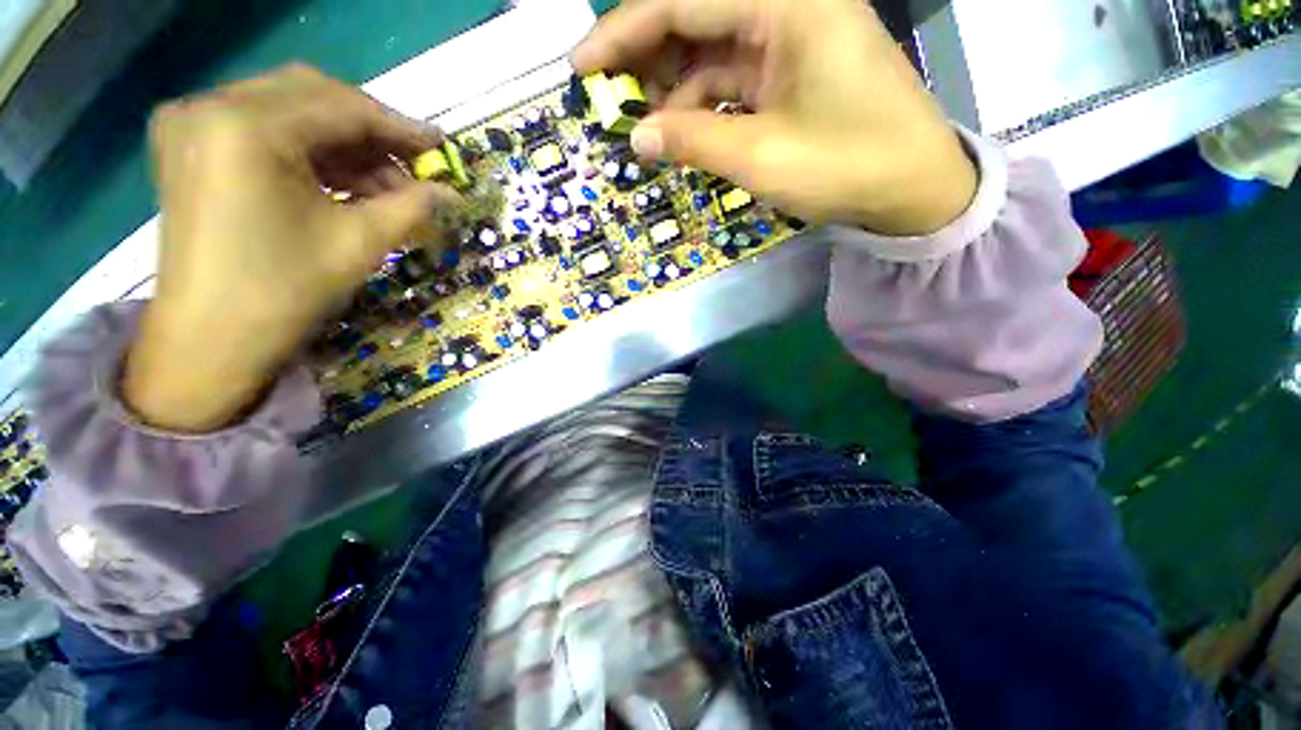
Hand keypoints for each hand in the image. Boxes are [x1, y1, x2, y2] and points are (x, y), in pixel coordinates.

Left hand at [124, 64, 460, 431]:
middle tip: (413, 164)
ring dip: (343, 143)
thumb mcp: (360, 243)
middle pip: (312, 95)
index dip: (399, 127)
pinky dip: (310, 149)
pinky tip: (344, 181)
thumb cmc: (284, 291)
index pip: (342, 107)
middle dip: (371, 130)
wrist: (210, 338)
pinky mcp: (189, 142)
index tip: (441, 147)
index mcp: (248, 127)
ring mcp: (192, 122)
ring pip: (289, 109)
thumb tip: (454, 194)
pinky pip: (263, 126)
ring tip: (385, 185)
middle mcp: (211, 106)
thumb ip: (413, 207)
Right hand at [571, 0, 976, 235]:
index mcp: (785, 4)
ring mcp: (792, 41)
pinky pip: (734, 80)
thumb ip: (691, 140)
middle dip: (645, 59)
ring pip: (711, 53)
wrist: (913, 189)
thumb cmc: (844, 165)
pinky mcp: (794, 75)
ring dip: (673, 88)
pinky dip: (703, 105)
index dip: (622, 33)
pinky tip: (683, 132)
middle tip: (608, 98)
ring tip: (642, 125)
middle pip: (695, 19)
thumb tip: (637, 137)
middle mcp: (787, 8)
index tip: (581, 67)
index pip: (682, 2)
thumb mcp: (759, 156)